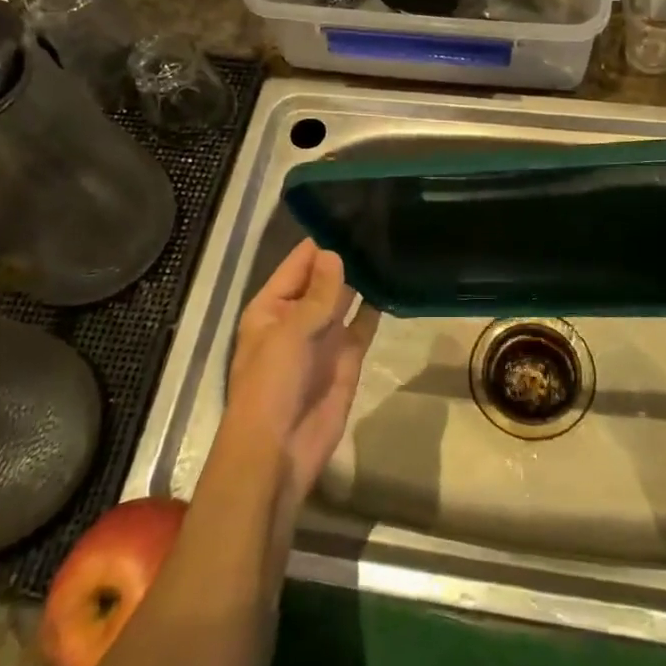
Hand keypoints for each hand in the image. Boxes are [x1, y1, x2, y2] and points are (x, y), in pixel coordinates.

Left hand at [224, 239, 377, 510]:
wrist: (278, 452)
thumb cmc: (271, 385)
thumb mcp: (290, 333)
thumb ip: (317, 294)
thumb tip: (334, 253)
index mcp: (272, 307)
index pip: (299, 263)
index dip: (322, 241)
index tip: (352, 213)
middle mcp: (297, 316)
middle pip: (323, 279)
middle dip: (346, 257)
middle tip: (381, 223)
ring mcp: (324, 337)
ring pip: (345, 299)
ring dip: (362, 279)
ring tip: (390, 245)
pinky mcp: (347, 358)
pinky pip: (363, 325)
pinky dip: (376, 307)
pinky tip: (394, 283)